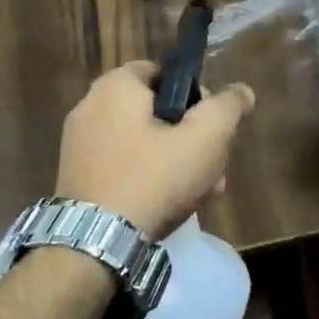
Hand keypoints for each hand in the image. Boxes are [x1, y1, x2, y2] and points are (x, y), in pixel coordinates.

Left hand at [57, 61, 255, 238]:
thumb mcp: (206, 137)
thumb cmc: (153, 178)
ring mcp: (78, 145)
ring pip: (143, 143)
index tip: (212, 125)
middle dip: (191, 136)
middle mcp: (90, 107)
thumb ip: (228, 107)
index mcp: (115, 86)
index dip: (196, 94)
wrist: (94, 246)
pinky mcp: (75, 179)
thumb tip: (242, 92)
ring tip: (199, 193)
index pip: (164, 72)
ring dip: (175, 161)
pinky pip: (122, 166)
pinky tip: (167, 205)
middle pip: (157, 111)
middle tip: (212, 165)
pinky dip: (147, 178)